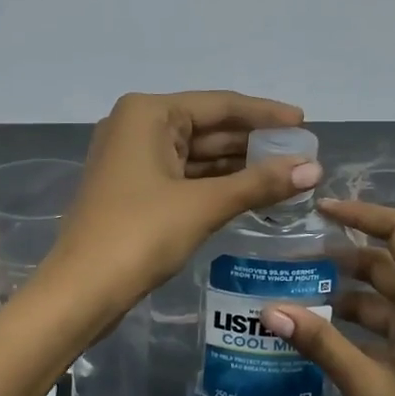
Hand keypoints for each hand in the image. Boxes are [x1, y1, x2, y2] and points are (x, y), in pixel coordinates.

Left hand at [42, 91, 318, 313]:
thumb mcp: (203, 205)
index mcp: (148, 113)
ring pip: (196, 153)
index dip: (266, 114)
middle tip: (302, 152)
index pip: (220, 105)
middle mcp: (136, 125)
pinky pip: (183, 174)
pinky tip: (250, 190)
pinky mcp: (132, 188)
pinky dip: (216, 182)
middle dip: (253, 141)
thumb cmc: (140, 235)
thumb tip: (314, 168)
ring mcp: (131, 158)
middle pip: (207, 126)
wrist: (80, 291)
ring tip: (286, 171)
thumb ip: (259, 183)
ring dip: (238, 164)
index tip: (306, 123)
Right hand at [263, 200, 394, 395]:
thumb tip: (268, 309)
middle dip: (347, 252)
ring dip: (350, 289)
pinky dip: (361, 319)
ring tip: (299, 290)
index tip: (321, 210)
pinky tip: (324, 329)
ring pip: (390, 294)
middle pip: (393, 261)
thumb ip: (320, 342)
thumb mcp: (367, 384)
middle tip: (297, 253)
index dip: (364, 213)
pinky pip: (393, 322)